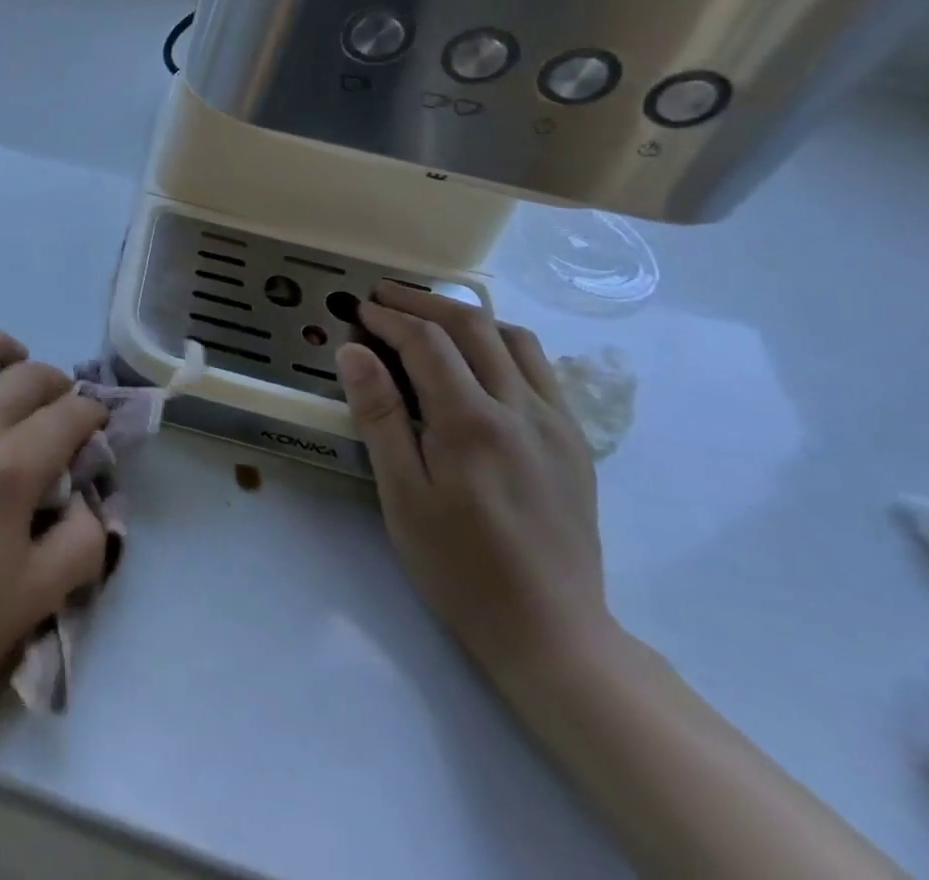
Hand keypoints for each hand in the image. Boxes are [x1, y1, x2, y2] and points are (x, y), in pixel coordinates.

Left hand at [0, 331, 108, 713]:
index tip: (95, 427)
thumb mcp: (36, 596)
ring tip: (12, 365)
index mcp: (9, 466)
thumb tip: (86, 497)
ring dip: (1, 350)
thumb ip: (82, 540)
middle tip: (62, 408)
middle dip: (58, 386)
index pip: (69, 413)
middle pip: (29, 375)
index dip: (92, 415)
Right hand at [335, 283, 612, 681]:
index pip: (427, 342)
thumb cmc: (459, 566)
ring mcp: (556, 423)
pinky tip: (478, 362)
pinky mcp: (575, 442)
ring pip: (514, 339)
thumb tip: (353, 351)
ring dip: (466, 317)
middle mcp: (521, 408)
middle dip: (422, 302)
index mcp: (473, 422)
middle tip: (384, 296)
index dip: (388, 318)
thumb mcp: (402, 495)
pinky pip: (538, 369)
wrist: (552, 632)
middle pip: (472, 326)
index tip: (358, 310)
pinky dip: (500, 345)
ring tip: (428, 319)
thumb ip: (379, 415)